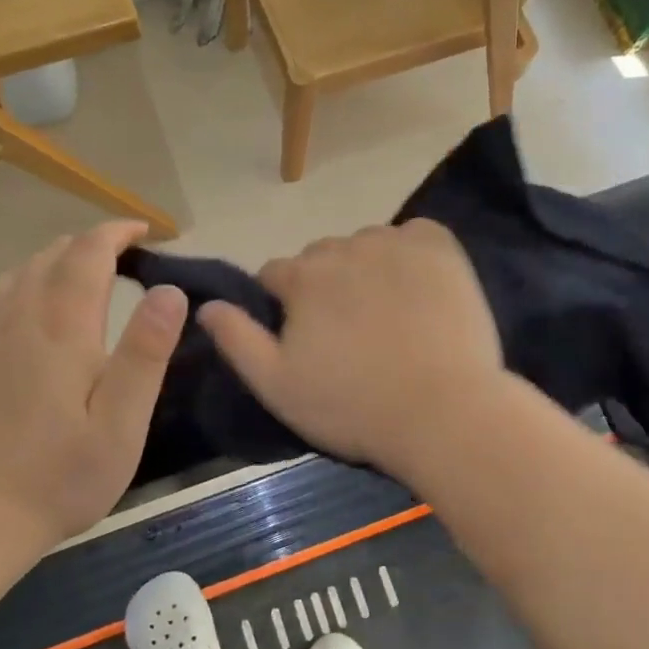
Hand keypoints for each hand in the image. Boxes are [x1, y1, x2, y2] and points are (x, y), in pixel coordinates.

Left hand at [0, 222, 187, 542]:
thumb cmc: (63, 474)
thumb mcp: (123, 422)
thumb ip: (146, 353)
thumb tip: (169, 291)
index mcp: (63, 327)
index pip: (88, 253)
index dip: (116, 233)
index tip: (143, 231)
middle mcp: (19, 316)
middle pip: (52, 255)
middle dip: (90, 245)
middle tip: (124, 257)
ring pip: (20, 272)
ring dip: (55, 261)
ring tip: (83, 275)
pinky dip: (21, 286)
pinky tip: (30, 308)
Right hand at [197, 221, 502, 470]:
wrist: (443, 413)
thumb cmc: (353, 407)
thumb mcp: (277, 386)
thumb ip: (236, 340)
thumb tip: (206, 305)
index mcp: (302, 278)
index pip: (275, 275)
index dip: (284, 305)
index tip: (305, 337)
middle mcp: (344, 248)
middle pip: (321, 257)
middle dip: (325, 285)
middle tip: (350, 331)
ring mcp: (395, 243)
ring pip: (366, 245)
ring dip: (367, 268)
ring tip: (389, 313)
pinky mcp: (439, 247)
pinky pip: (414, 235)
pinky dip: (411, 253)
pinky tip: (420, 288)